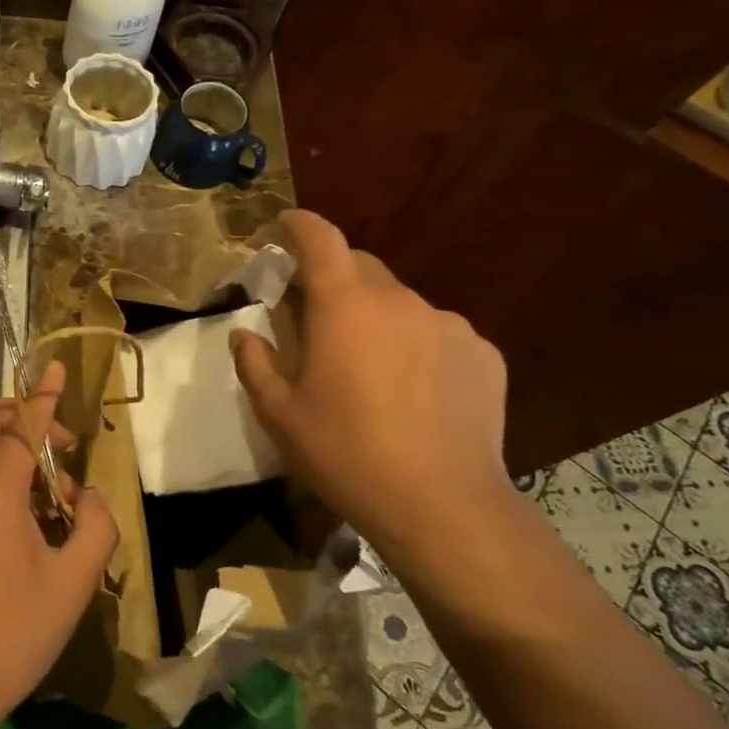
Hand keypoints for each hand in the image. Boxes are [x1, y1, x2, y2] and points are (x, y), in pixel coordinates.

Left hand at [0, 363, 117, 728]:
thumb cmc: (13, 633)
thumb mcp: (73, 582)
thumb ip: (94, 527)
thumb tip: (88, 497)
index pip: (21, 425)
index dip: (43, 394)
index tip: (56, 366)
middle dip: (21, 416)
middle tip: (59, 451)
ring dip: (11, 451)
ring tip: (51, 498)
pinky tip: (24, 524)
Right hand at [230, 210, 517, 556]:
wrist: (443, 504)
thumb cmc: (346, 454)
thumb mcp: (279, 415)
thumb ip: (255, 363)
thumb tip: (245, 333)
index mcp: (344, 306)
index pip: (321, 239)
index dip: (300, 225)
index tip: (285, 225)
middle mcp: (399, 300)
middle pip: (361, 267)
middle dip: (334, 279)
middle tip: (316, 319)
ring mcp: (448, 325)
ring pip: (400, 305)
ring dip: (377, 319)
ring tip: (370, 370)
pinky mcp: (483, 355)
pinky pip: (438, 336)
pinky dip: (417, 348)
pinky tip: (414, 394)